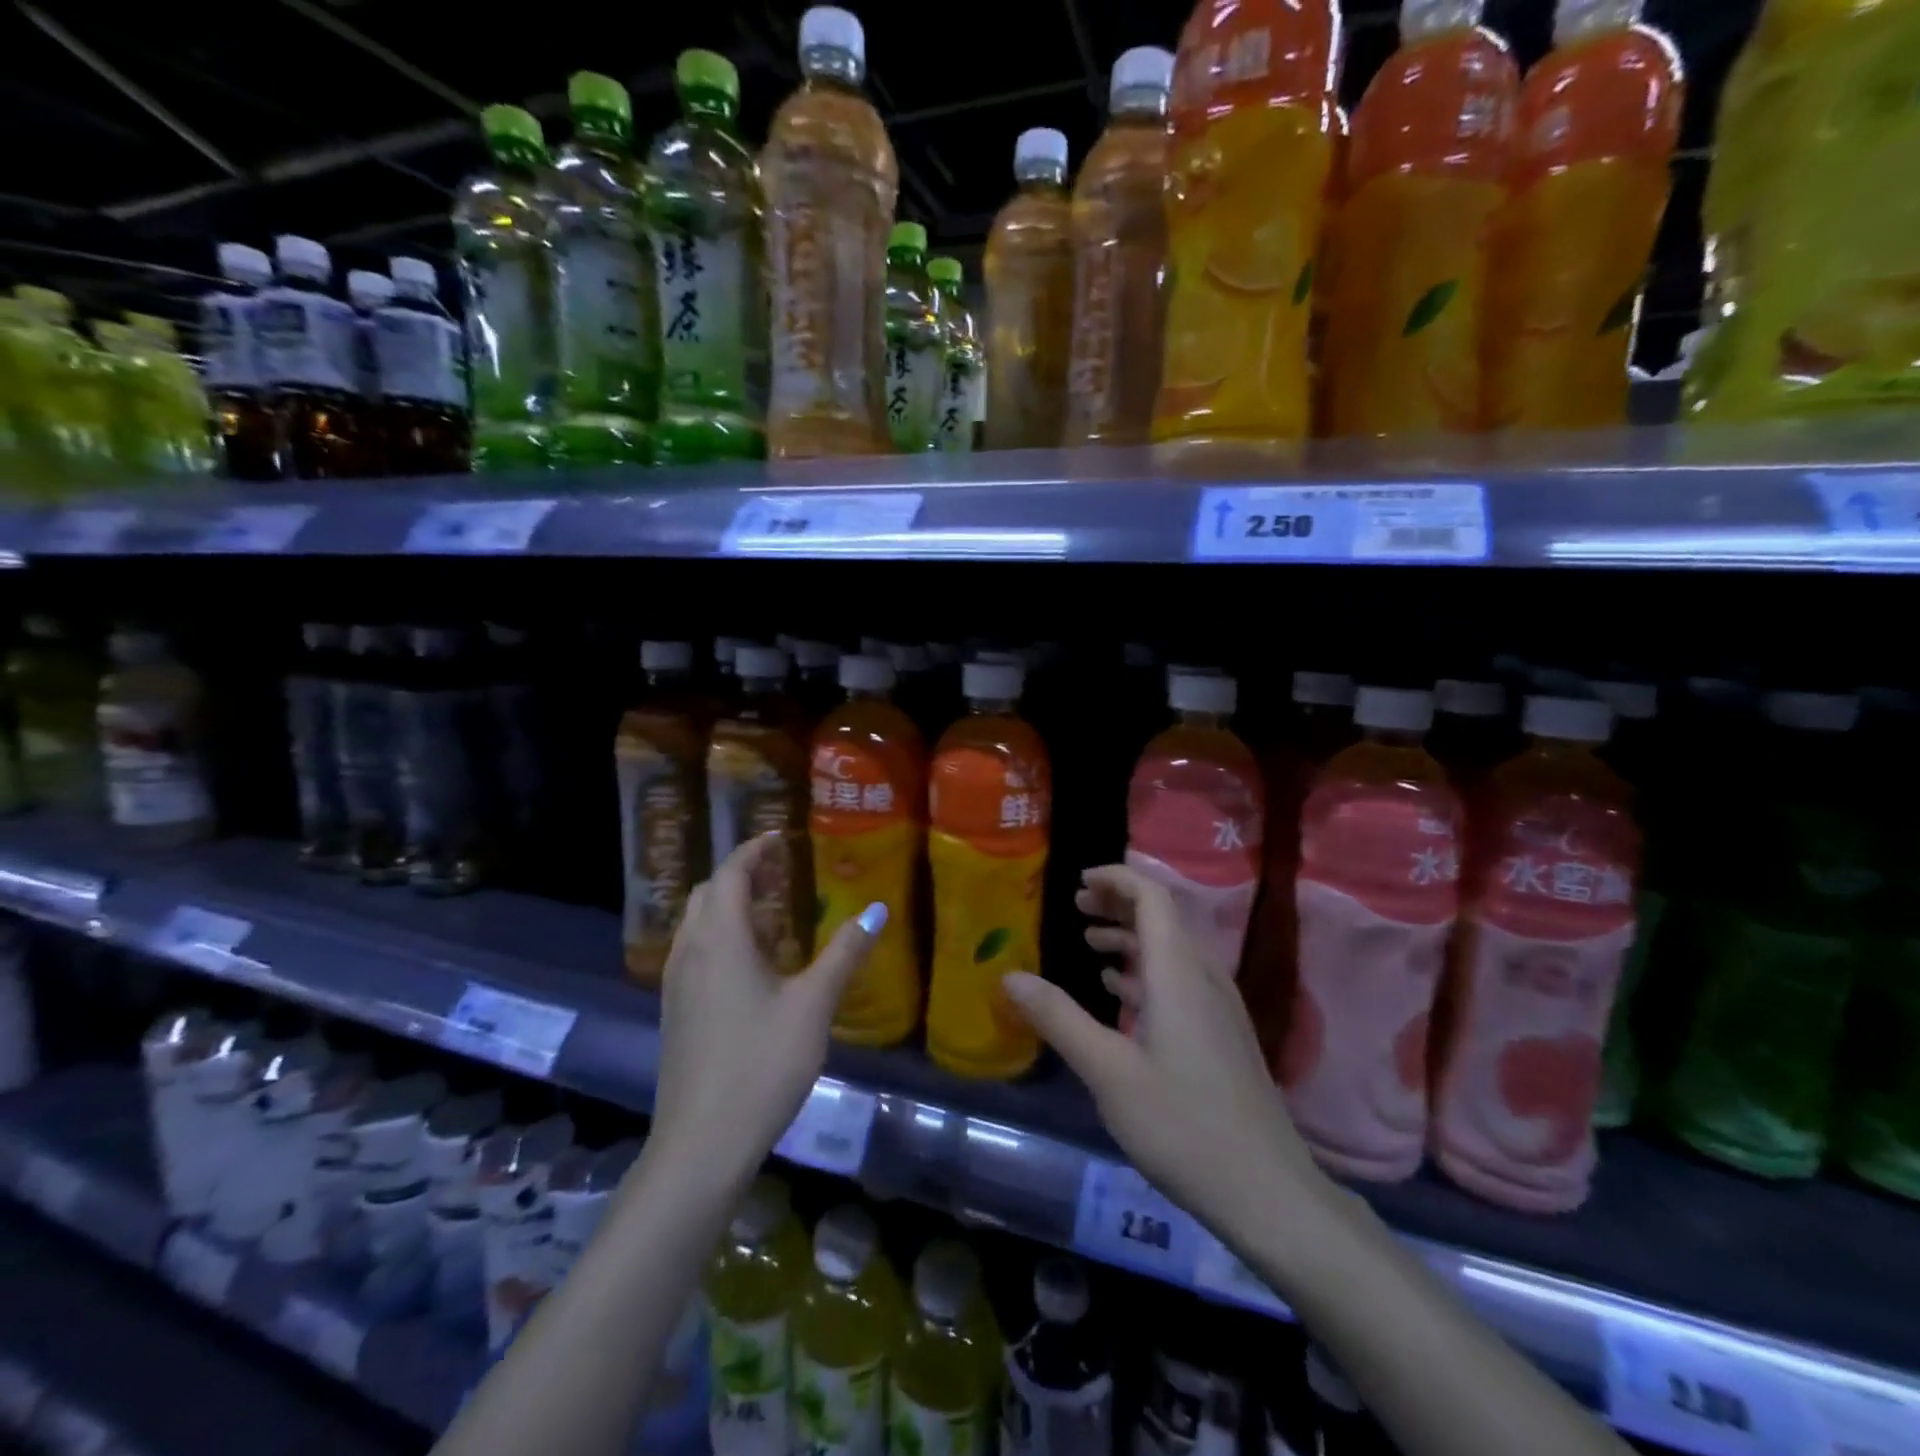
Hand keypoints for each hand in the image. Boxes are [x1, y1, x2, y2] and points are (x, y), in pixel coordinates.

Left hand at [651, 833, 883, 1181]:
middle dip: (742, 874)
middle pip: (710, 892)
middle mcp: (690, 950)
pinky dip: (722, 935)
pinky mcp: (676, 1010)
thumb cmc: (761, 1065)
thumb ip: (845, 953)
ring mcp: (676, 982)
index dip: (754, 850)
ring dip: (730, 905)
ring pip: (699, 922)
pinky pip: (696, 950)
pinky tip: (753, 964)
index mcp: (720, 939)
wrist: (701, 1143)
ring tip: (773, 914)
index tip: (780, 838)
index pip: (732, 873)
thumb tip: (877, 909)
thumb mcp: (813, 1006)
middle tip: (782, 874)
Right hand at [1002, 865, 1329, 1241]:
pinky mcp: (1222, 1035)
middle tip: (1076, 908)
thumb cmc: (1182, 1124)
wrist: (1267, 1192)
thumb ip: (1059, 1018)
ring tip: (1088, 945)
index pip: (1152, 897)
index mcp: (1178, 972)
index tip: (1079, 882)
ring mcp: (1218, 1007)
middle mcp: (1204, 977)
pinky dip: (1146, 971)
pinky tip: (1120, 994)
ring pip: (1171, 950)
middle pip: (1163, 917)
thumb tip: (1009, 977)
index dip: (1117, 879)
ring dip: (1130, 938)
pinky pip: (1180, 980)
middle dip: (1118, 904)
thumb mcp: (1108, 1072)